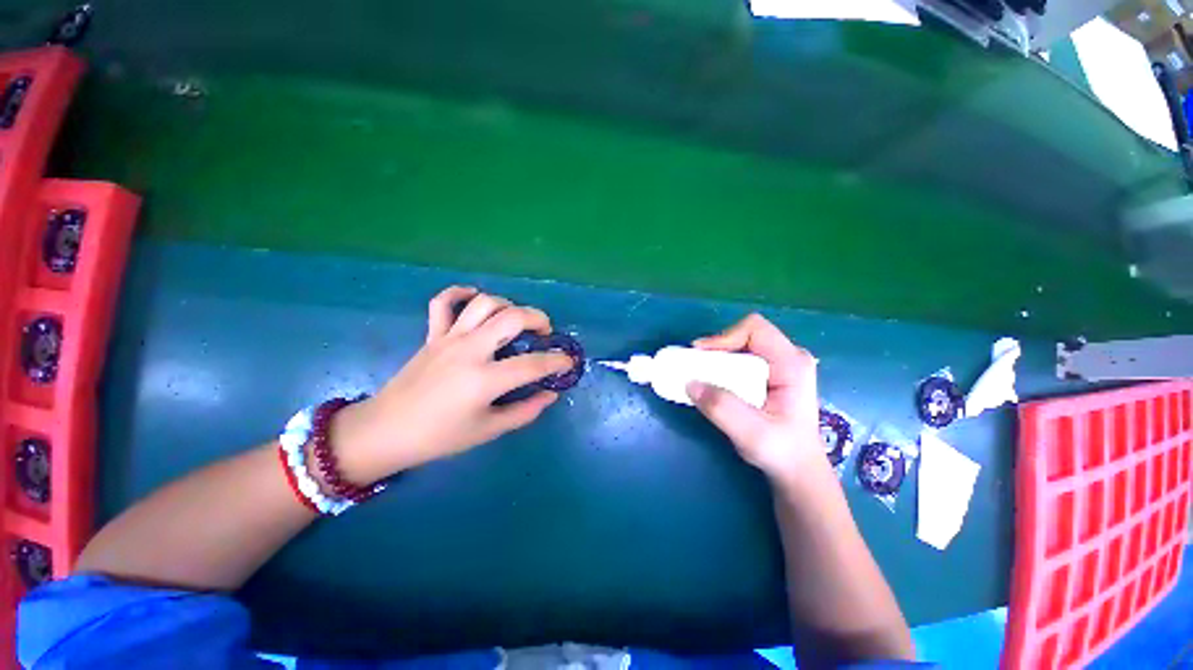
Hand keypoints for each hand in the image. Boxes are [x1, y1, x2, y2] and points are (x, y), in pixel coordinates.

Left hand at [331, 286, 572, 483]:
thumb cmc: (439, 437)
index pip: (533, 364)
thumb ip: (525, 411)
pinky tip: (475, 296)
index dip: (557, 362)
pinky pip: (443, 302)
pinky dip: (460, 292)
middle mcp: (470, 350)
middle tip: (546, 332)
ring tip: (517, 319)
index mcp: (485, 379)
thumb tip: (550, 394)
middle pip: (512, 317)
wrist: (384, 431)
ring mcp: (449, 338)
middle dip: (539, 319)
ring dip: (508, 305)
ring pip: (484, 303)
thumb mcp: (488, 430)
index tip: (568, 362)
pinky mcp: (432, 335)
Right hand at [687, 314, 825, 488]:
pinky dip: (722, 365)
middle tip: (696, 365)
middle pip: (746, 334)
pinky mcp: (771, 373)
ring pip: (742, 344)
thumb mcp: (751, 434)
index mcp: (792, 365)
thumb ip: (722, 408)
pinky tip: (714, 382)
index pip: (755, 329)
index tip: (701, 355)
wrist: (797, 469)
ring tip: (701, 374)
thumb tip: (690, 383)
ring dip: (718, 357)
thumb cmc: (782, 453)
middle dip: (717, 347)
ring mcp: (781, 364)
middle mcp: (789, 357)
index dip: (724, 337)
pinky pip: (741, 357)